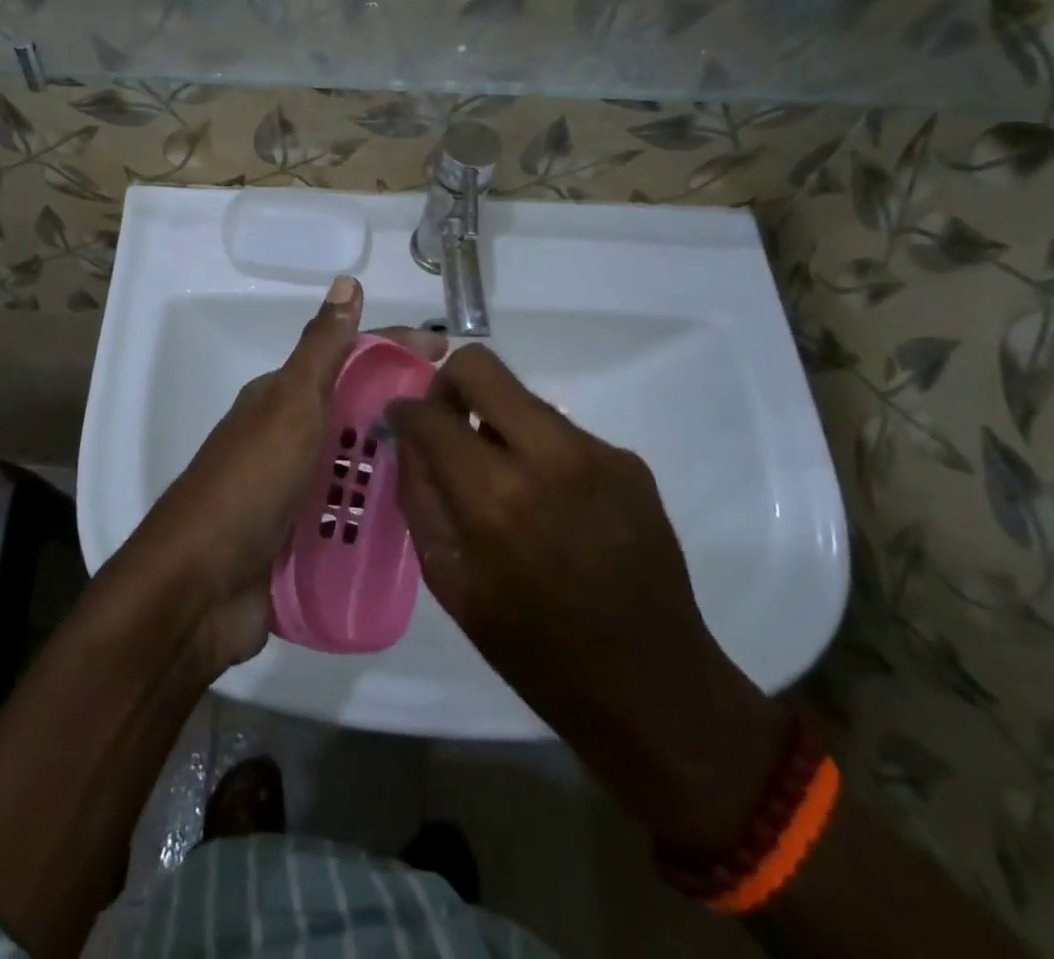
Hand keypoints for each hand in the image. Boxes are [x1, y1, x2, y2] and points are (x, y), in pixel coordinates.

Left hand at [121, 277, 445, 669]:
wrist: (199, 588)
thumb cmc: (248, 484)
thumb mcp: (290, 405)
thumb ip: (322, 349)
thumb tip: (347, 281)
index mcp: (285, 399)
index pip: (349, 357)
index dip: (397, 347)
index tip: (450, 351)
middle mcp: (291, 438)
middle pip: (359, 411)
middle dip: (406, 410)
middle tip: (464, 422)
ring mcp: (297, 490)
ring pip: (360, 465)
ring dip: (400, 464)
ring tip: (456, 471)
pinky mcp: (304, 538)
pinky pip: (355, 514)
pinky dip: (383, 513)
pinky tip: (423, 519)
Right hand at [386, 346, 787, 853]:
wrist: (653, 688)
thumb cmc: (534, 649)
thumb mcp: (450, 582)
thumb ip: (420, 498)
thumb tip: (409, 440)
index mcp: (494, 496)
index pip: (429, 413)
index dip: (403, 412)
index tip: (400, 424)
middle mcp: (548, 456)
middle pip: (480, 366)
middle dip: (448, 386)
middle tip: (447, 426)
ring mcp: (597, 453)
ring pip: (524, 397)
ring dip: (498, 423)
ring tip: (504, 480)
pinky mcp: (630, 462)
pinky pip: (563, 432)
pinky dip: (541, 452)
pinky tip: (552, 505)